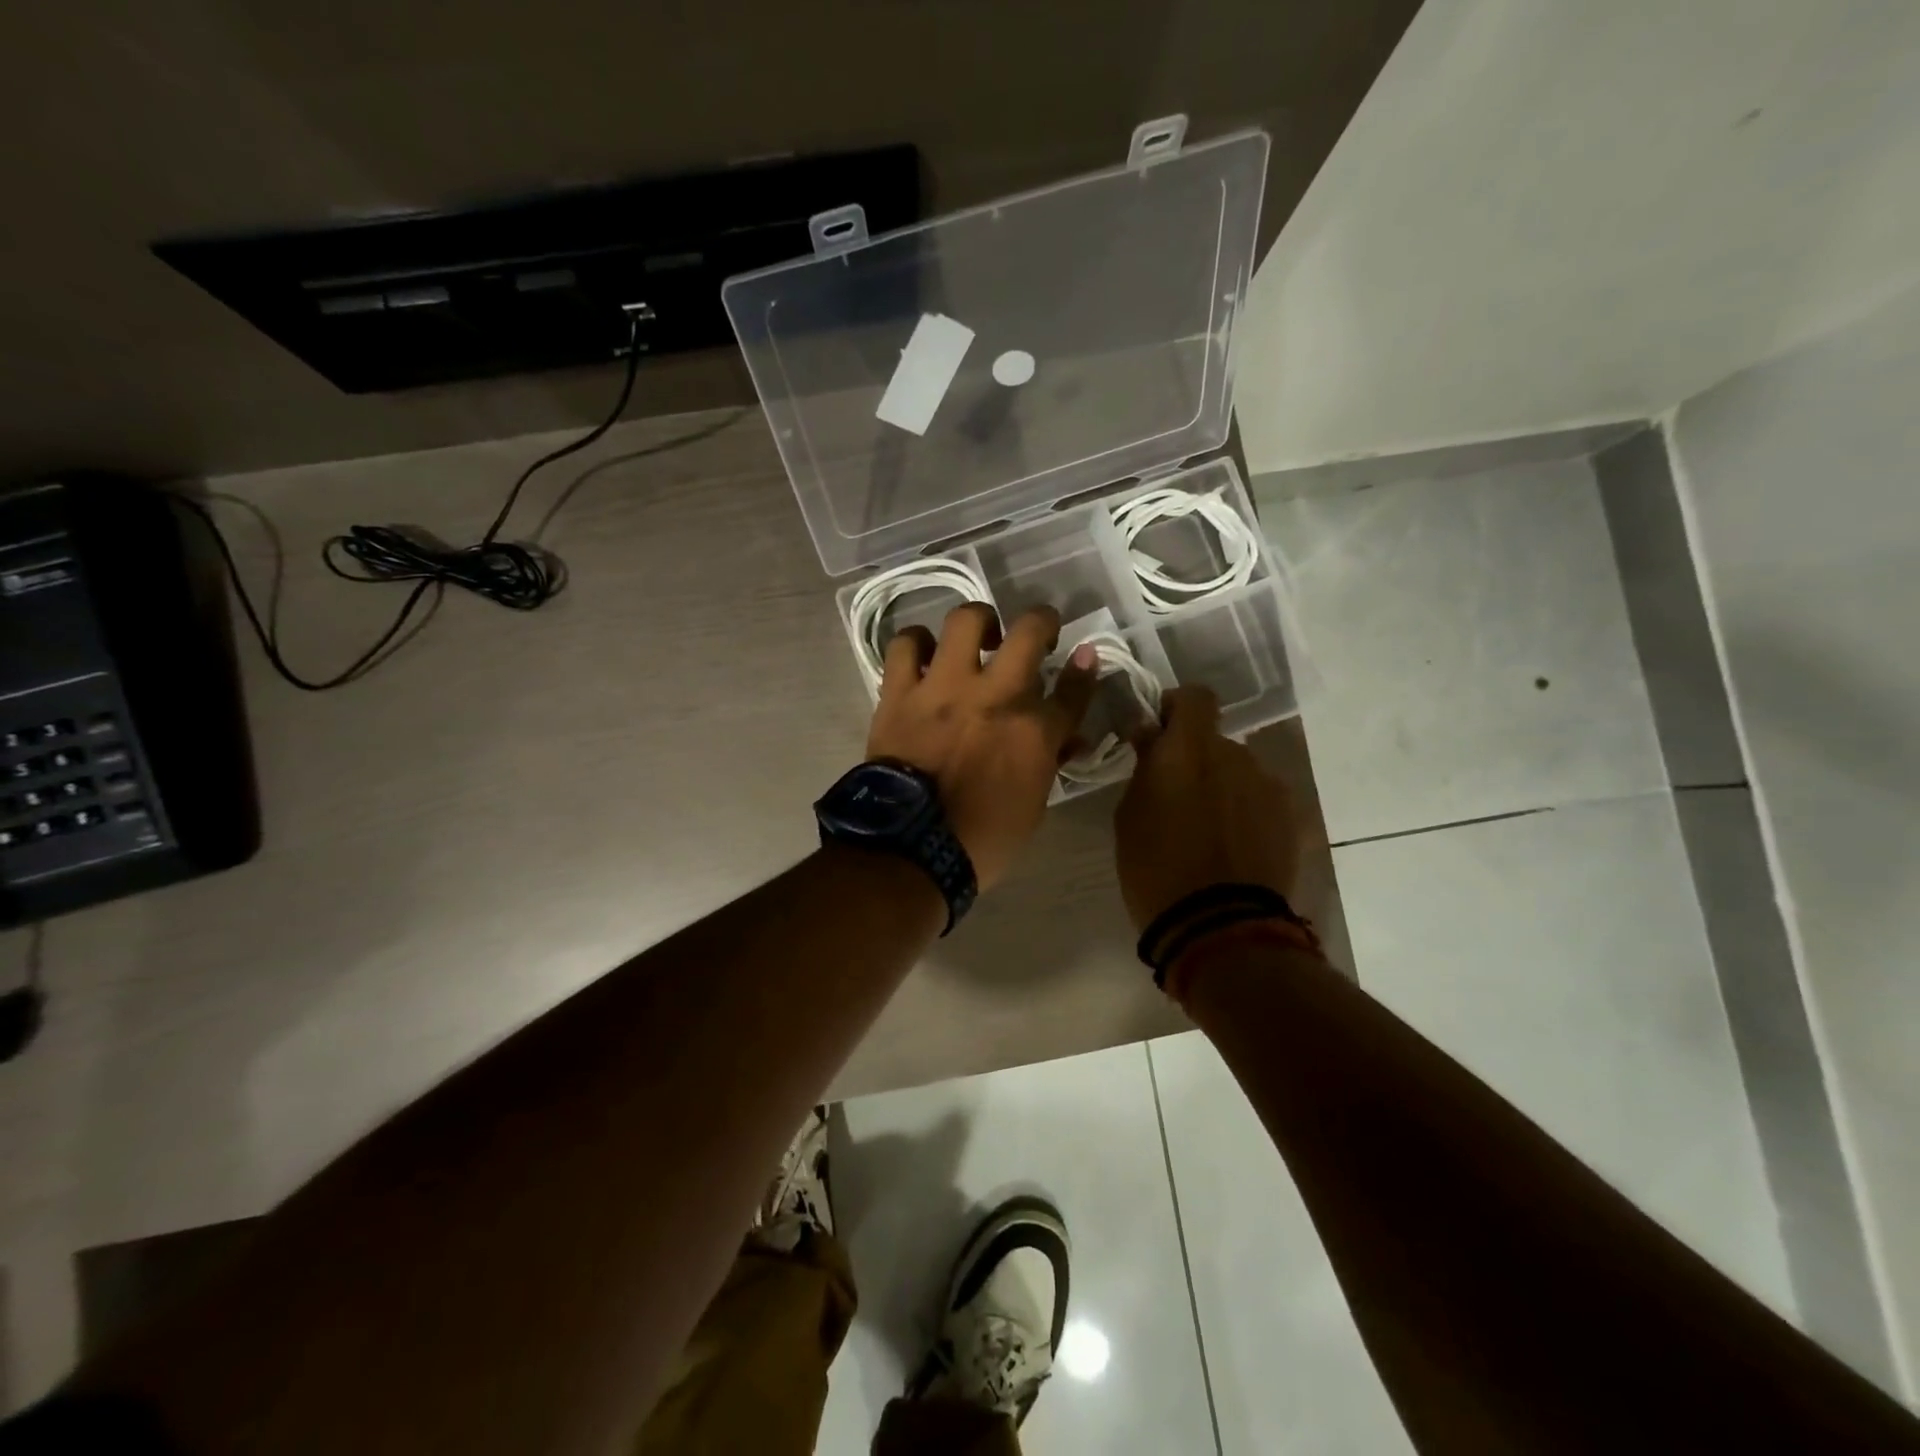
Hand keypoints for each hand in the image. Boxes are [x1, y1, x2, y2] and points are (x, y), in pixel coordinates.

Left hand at [867, 603, 1097, 889]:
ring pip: (965, 620)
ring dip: (978, 622)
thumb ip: (1049, 763)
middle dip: (1042, 621)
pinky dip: (916, 643)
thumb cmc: (981, 840)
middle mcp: (995, 696)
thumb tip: (1064, 739)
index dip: (1085, 670)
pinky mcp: (901, 692)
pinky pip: (905, 646)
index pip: (1074, 689)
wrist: (909, 851)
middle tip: (1038, 632)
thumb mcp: (1033, 808)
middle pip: (1029, 631)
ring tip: (976, 637)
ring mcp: (945, 688)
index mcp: (1034, 731)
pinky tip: (923, 653)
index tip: (1086, 657)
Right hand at [1114, 686, 1301, 930]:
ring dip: (1223, 787)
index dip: (1177, 707)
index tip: (1160, 732)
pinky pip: (1260, 800)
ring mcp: (1267, 786)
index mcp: (1188, 750)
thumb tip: (1152, 739)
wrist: (1219, 926)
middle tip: (1177, 797)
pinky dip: (1246, 812)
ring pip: (1239, 771)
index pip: (1194, 697)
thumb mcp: (1130, 815)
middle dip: (1196, 759)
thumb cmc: (1155, 869)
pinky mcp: (1290, 818)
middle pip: (1215, 740)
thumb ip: (1145, 769)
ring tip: (1208, 830)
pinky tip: (1233, 847)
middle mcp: (1234, 755)